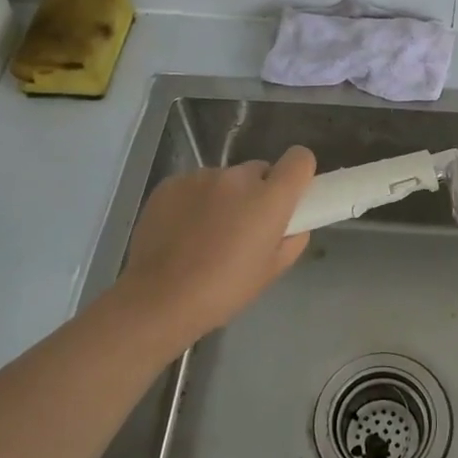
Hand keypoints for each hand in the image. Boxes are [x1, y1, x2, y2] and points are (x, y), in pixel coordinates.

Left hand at [114, 146, 316, 351]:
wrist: (158, 299)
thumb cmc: (224, 290)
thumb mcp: (272, 272)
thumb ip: (292, 239)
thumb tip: (292, 225)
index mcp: (270, 197)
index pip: (299, 159)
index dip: (298, 174)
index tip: (290, 196)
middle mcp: (238, 177)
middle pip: (259, 171)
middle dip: (257, 192)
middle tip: (244, 227)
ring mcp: (201, 177)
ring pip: (225, 180)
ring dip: (224, 198)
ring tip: (206, 234)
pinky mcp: (171, 183)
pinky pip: (194, 186)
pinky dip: (194, 202)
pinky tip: (181, 232)